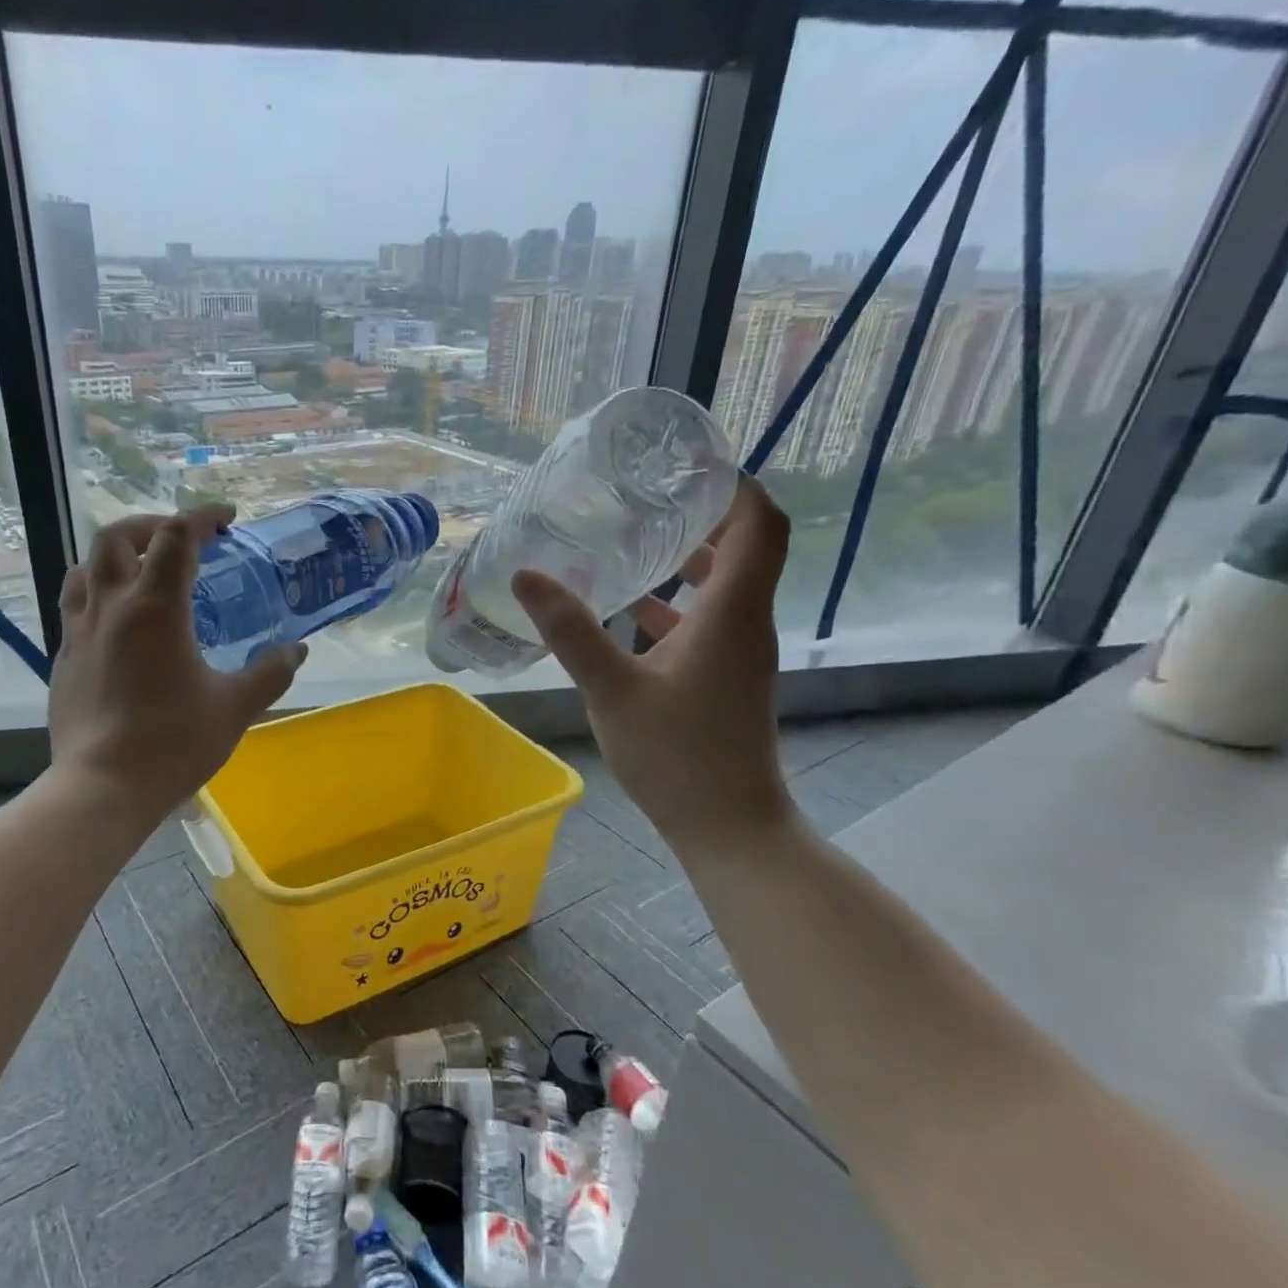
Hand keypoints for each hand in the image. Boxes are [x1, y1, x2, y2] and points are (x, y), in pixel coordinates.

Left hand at [47, 505, 305, 823]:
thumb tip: (297, 649)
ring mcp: (79, 631)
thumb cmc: (173, 743)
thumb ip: (270, 672)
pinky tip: (119, 621)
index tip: (226, 519)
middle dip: (151, 526)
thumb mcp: (234, 707)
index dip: (203, 517)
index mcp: (156, 609)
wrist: (102, 787)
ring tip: (143, 571)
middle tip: (180, 541)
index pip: (177, 537)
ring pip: (86, 567)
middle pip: (117, 536)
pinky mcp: (63, 657)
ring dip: (117, 556)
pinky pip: (75, 604)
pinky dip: (98, 592)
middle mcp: (111, 607)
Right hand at [512, 475, 793, 855]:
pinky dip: (678, 604)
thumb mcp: (612, 689)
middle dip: (704, 515)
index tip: (692, 462)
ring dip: (690, 560)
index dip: (736, 485)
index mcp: (732, 614)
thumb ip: (571, 631)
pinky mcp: (727, 677)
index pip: (760, 525)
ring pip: (725, 586)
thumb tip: (527, 577)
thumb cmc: (676, 755)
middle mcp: (747, 623)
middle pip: (746, 548)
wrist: (728, 825)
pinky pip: (709, 621)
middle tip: (650, 494)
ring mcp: (740, 653)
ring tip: (633, 540)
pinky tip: (630, 611)